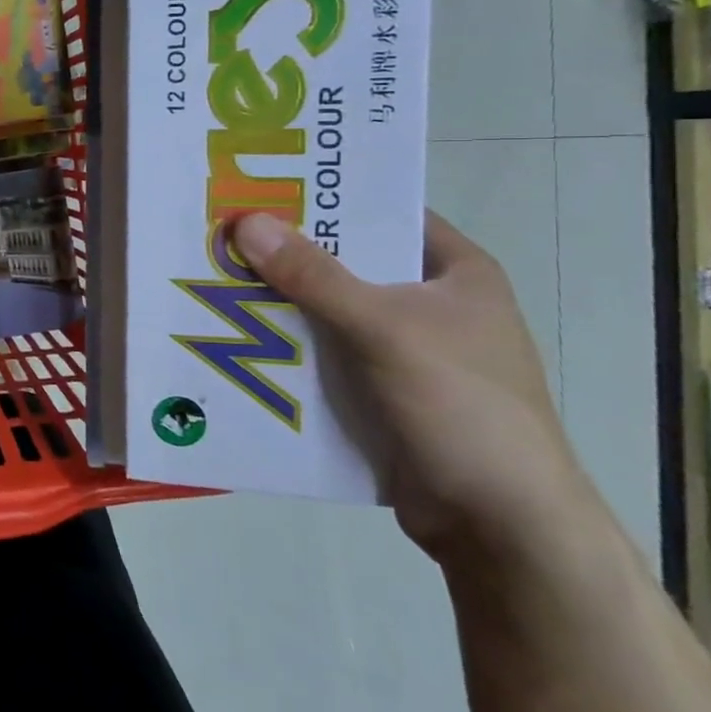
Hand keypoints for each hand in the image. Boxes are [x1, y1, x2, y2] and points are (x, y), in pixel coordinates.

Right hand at [233, 210, 601, 570]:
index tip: (258, 185)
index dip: (324, 196)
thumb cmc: (462, 407)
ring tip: (210, 277)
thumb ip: (314, 275)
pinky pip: (319, 352)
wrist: (500, 526)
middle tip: (217, 231)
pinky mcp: (376, 389)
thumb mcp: (385, 329)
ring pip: (324, 309)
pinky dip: (282, 344)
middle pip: (344, 261)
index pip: (382, 212)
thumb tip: (245, 221)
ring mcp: (401, 349)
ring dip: (275, 300)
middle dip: (283, 251)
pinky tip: (231, 335)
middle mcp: (427, 302)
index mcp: (454, 272)